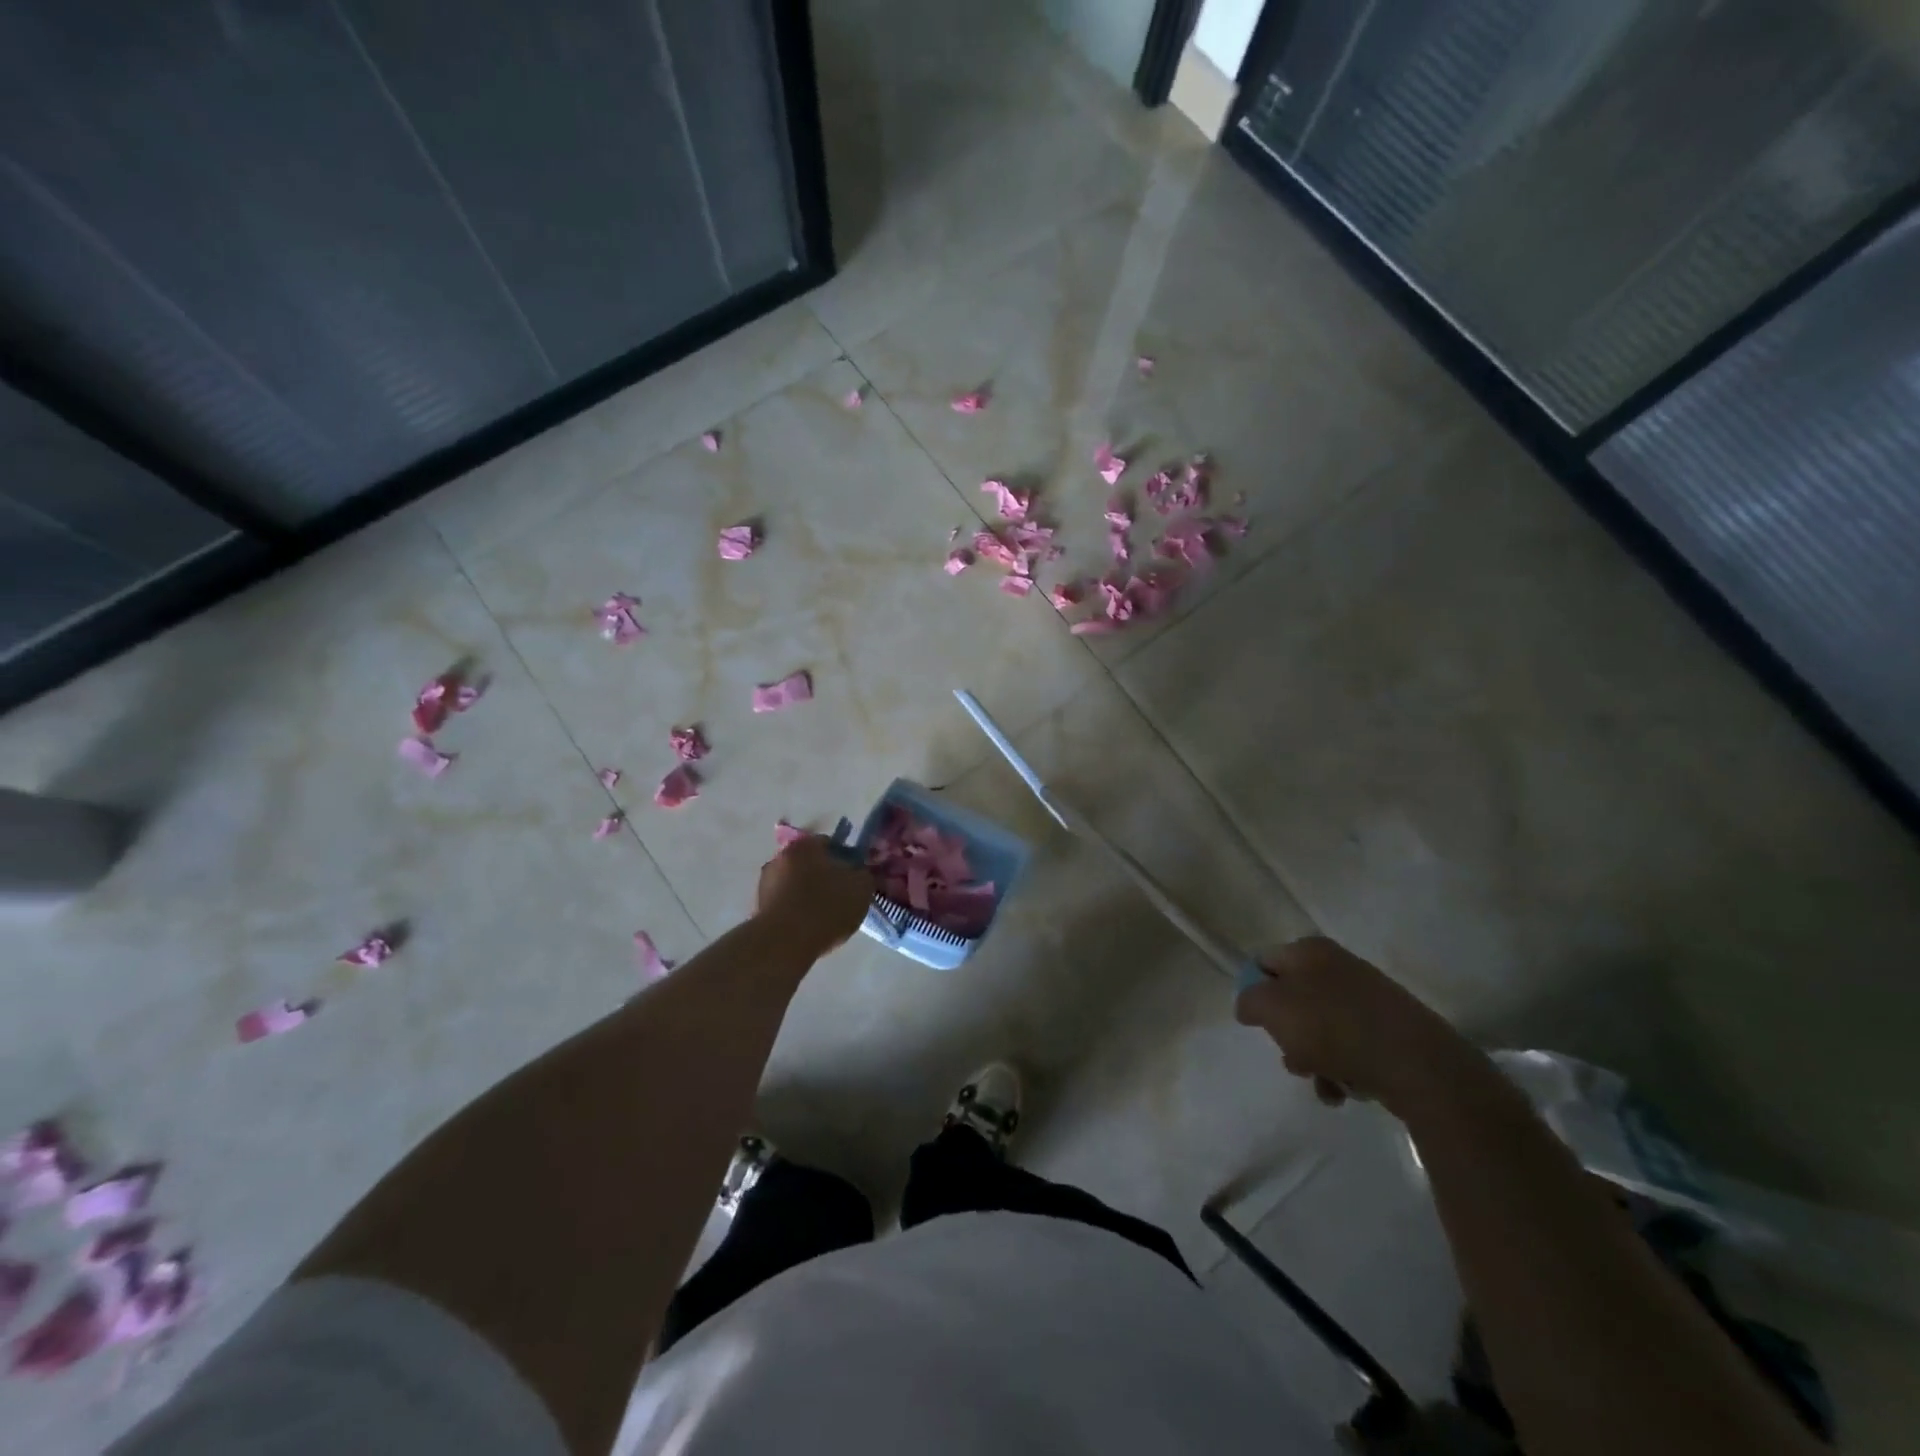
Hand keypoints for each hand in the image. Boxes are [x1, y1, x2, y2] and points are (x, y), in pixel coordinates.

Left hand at [754, 835, 871, 960]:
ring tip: (824, 917)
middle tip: (840, 897)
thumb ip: (862, 874)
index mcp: (805, 845)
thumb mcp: (861, 888)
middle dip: (823, 877)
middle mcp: (780, 857)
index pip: (830, 844)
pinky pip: (784, 904)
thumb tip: (857, 872)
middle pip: (809, 864)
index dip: (845, 860)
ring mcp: (765, 883)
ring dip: (807, 894)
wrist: (784, 943)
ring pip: (795, 884)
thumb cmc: (826, 907)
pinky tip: (808, 928)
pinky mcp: (758, 908)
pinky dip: (795, 911)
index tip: (853, 878)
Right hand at [1235, 936, 1480, 1116]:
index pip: (1264, 963)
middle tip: (1293, 1059)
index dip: (1255, 993)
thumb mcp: (1272, 1008)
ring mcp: (1368, 997)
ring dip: (1315, 1060)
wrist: (1418, 1064)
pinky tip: (1348, 1090)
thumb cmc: (1334, 1027)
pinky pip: (1352, 1048)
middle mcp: (1339, 965)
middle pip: (1294, 1001)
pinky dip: (1343, 1070)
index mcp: (1309, 950)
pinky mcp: (1391, 1029)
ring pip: (1322, 1029)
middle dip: (1288, 1036)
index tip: (1258, 1024)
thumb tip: (1250, 1005)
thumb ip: (1250, 1001)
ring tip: (1325, 1083)